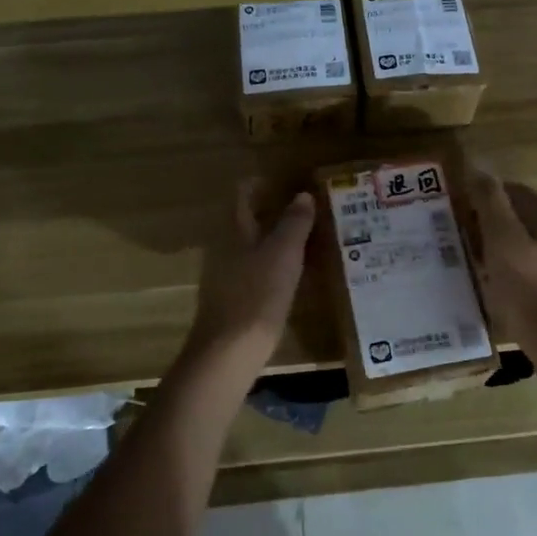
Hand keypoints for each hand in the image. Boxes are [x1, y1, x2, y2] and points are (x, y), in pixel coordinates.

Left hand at [184, 180, 315, 373]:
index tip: (287, 182)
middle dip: (275, 214)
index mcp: (235, 232)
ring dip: (278, 243)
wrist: (229, 353)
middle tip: (309, 212)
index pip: (243, 196)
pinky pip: (257, 274)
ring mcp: (227, 278)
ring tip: (310, 243)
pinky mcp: (234, 303)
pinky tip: (296, 279)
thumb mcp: (284, 254)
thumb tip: (302, 195)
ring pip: (254, 249)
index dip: (261, 184)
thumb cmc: (257, 295)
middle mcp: (226, 250)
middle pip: (248, 222)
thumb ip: (294, 223)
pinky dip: (276, 269)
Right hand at [466, 169, 536, 344]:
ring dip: (493, 247)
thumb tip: (476, 166)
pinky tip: (490, 284)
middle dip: (485, 223)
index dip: (480, 197)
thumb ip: (490, 201)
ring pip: (519, 243)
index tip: (455, 212)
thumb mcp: (502, 239)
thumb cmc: (528, 287)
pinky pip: (525, 267)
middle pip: (515, 217)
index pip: (509, 190)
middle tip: (457, 239)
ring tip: (469, 262)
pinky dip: (505, 269)